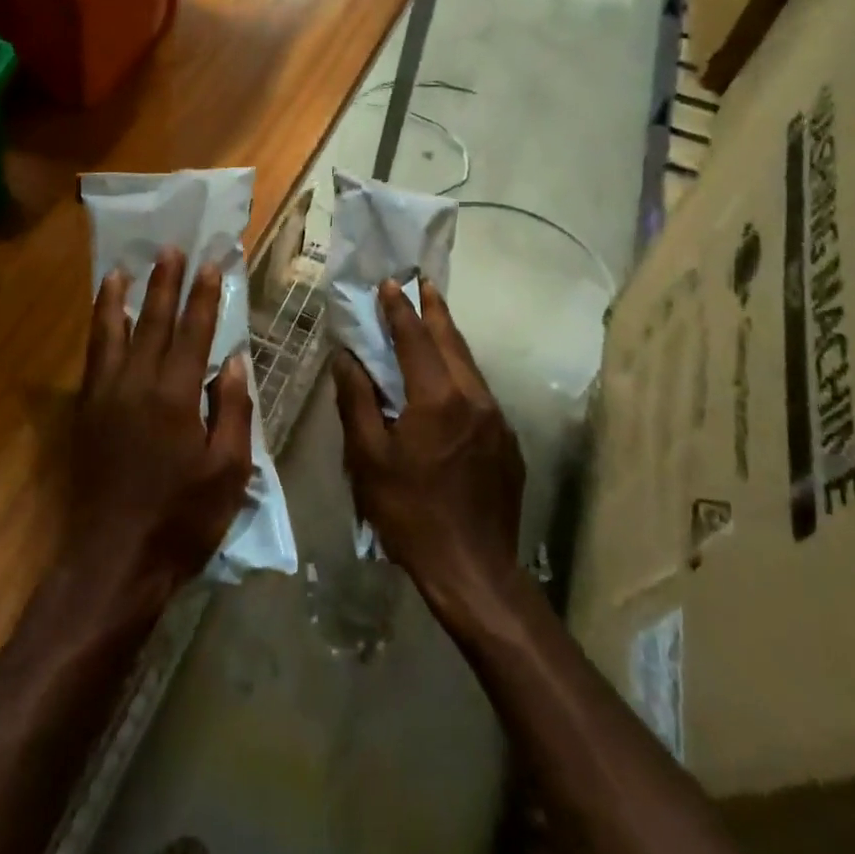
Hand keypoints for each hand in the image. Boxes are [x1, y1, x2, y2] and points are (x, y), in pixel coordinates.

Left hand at [67, 248, 253, 609]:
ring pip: (111, 333)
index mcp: (177, 397)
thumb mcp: (228, 472)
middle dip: (164, 283)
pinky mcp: (85, 413)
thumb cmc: (182, 519)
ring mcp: (105, 397)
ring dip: (119, 298)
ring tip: (122, 269)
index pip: (193, 333)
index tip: (208, 264)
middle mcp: (137, 385)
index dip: (202, 297)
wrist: (114, 559)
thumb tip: (234, 362)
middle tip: (170, 249)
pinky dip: (97, 332)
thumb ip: (232, 411)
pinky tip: (101, 321)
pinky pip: (92, 359)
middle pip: (152, 322)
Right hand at [333, 279, 524, 616]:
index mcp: (437, 398)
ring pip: (470, 366)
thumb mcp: (369, 459)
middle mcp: (474, 398)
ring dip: (449, 339)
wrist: (473, 570)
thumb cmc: (410, 513)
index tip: (389, 284)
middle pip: (452, 342)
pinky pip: (480, 394)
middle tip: (422, 284)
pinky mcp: (507, 443)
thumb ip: (357, 402)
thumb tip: (347, 358)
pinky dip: (461, 373)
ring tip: (434, 320)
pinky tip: (449, 380)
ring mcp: (497, 420)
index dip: (400, 310)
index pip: (415, 339)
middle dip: (434, 310)